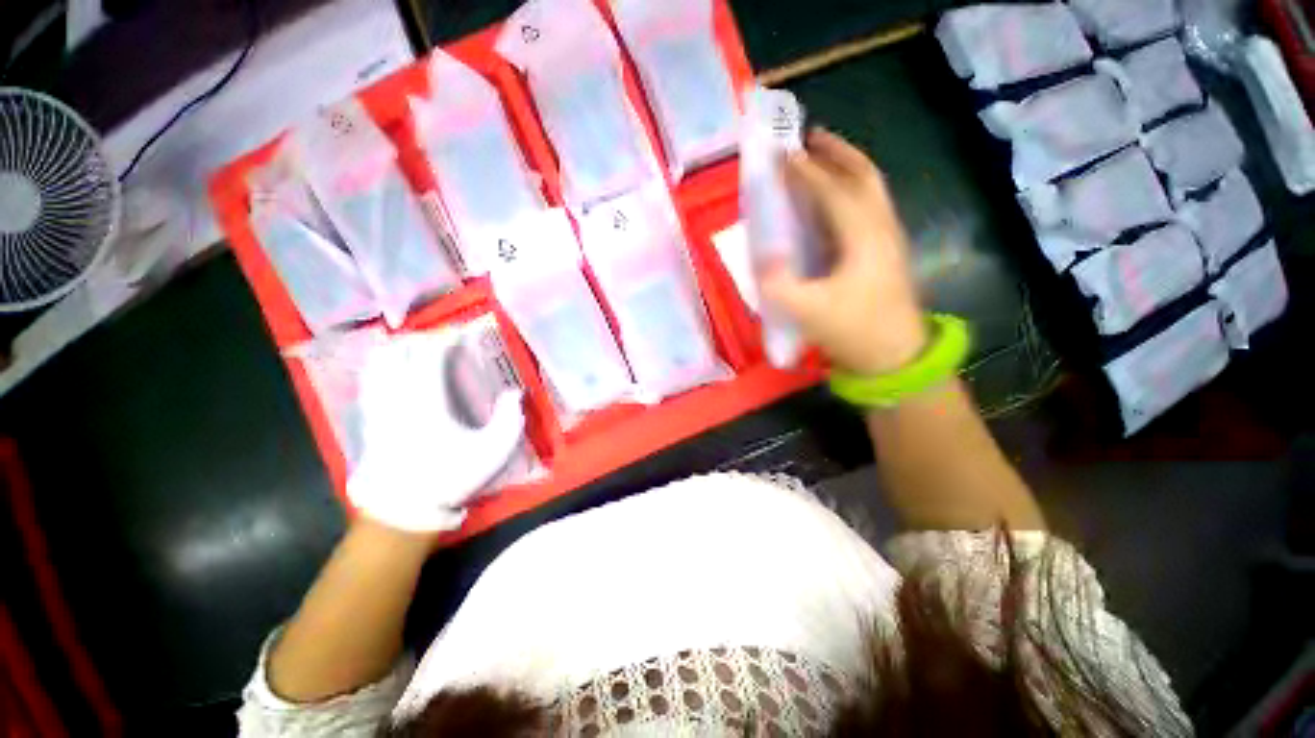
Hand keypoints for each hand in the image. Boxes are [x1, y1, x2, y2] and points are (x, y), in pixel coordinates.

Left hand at [347, 330, 525, 534]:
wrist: (404, 508)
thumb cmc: (450, 476)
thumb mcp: (493, 450)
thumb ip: (510, 418)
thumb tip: (513, 393)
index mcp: (427, 400)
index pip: (430, 355)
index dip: (447, 338)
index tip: (463, 333)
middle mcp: (396, 395)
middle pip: (400, 350)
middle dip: (423, 338)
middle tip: (443, 340)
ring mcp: (377, 405)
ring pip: (378, 362)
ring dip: (399, 348)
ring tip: (418, 347)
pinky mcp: (368, 417)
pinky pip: (370, 379)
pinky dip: (382, 365)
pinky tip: (393, 367)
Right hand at [761, 128, 926, 375]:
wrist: (894, 355)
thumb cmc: (852, 330)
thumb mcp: (807, 311)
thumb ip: (778, 282)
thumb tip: (762, 253)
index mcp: (862, 236)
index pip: (832, 190)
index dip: (805, 171)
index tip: (780, 154)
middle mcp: (880, 226)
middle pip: (863, 175)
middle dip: (836, 152)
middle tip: (809, 137)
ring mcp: (887, 237)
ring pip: (869, 188)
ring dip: (845, 166)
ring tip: (820, 158)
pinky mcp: (885, 251)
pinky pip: (867, 206)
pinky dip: (849, 190)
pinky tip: (831, 200)